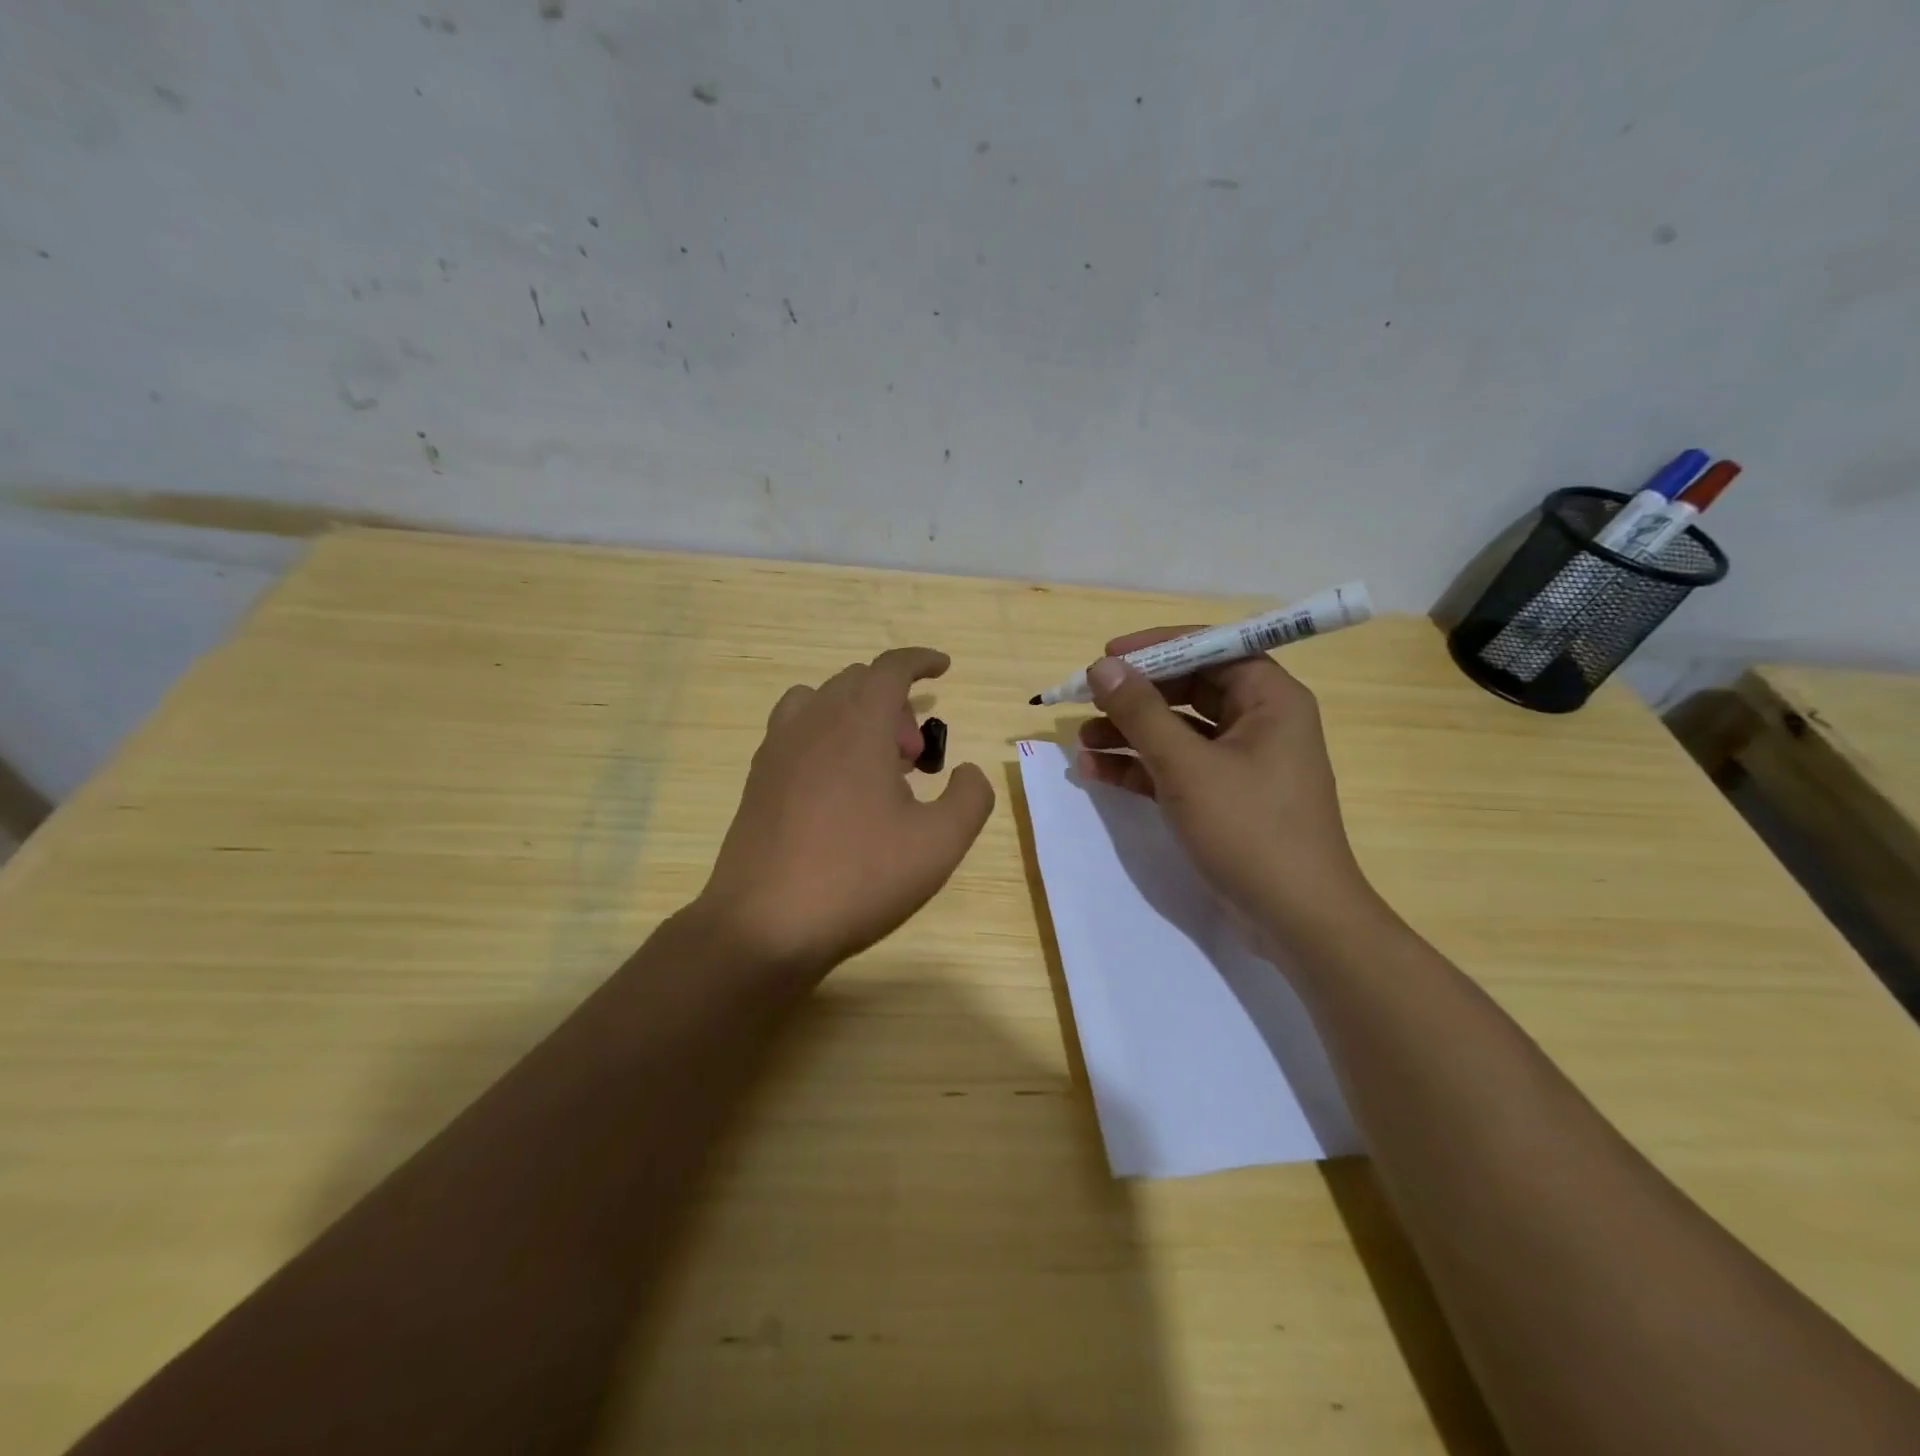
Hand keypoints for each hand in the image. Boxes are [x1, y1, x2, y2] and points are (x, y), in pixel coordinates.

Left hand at [698, 647, 994, 977]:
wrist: (766, 924)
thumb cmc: (859, 877)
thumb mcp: (939, 843)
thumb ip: (970, 797)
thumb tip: (966, 771)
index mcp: (858, 725)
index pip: (890, 668)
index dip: (921, 660)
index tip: (944, 668)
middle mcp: (813, 723)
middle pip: (857, 682)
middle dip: (895, 703)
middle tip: (915, 756)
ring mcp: (778, 749)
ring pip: (821, 701)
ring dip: (856, 715)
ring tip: (875, 766)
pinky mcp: (758, 779)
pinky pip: (796, 730)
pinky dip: (825, 735)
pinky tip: (837, 787)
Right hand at [1076, 631, 1372, 941]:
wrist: (1295, 919)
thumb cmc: (1249, 828)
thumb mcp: (1187, 766)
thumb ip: (1141, 713)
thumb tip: (1102, 667)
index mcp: (1270, 699)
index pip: (1212, 649)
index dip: (1158, 648)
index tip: (1108, 655)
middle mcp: (1260, 722)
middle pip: (1190, 690)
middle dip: (1136, 696)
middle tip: (1087, 699)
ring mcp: (1242, 763)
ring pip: (1178, 731)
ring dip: (1129, 733)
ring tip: (1081, 741)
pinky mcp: (1224, 797)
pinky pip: (1177, 767)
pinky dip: (1140, 767)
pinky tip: (1095, 770)